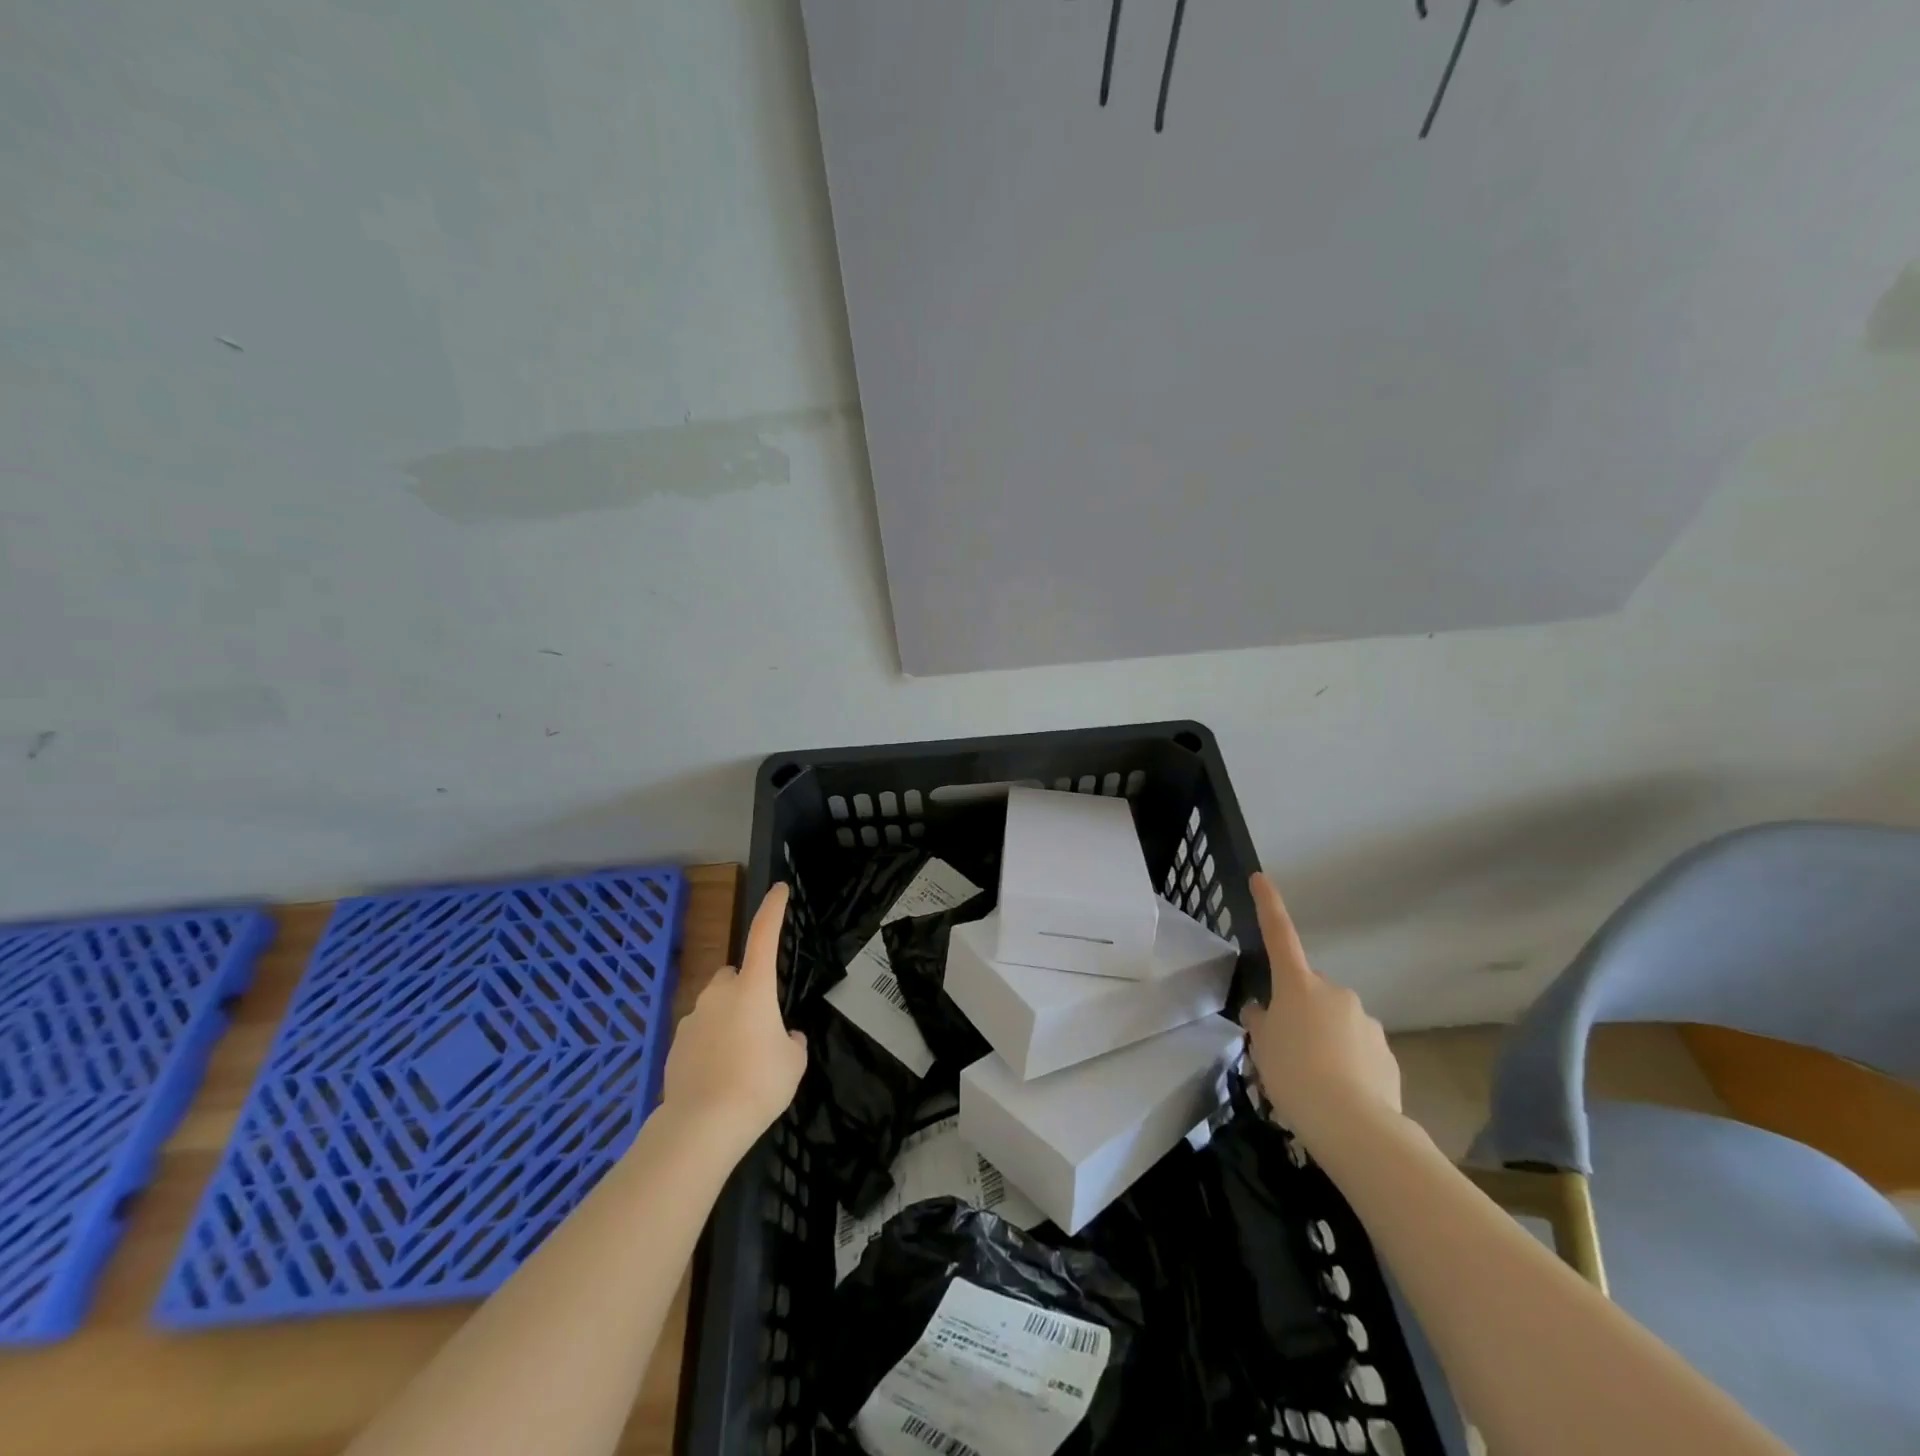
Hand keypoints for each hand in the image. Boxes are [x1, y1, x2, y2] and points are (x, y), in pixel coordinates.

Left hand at [660, 884, 807, 1146]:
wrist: (702, 1125)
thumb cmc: (758, 1083)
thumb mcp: (794, 1061)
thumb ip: (791, 1041)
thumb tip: (784, 1037)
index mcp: (753, 988)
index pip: (764, 935)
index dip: (773, 909)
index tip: (779, 889)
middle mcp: (719, 993)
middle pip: (735, 976)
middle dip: (746, 990)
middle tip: (761, 1025)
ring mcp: (692, 1017)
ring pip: (716, 1007)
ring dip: (728, 1021)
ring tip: (740, 1063)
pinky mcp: (674, 1044)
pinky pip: (699, 1034)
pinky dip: (710, 1046)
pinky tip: (718, 1077)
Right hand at [1240, 872, 1401, 1145]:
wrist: (1354, 1125)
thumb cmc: (1294, 1075)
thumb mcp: (1262, 1048)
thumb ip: (1262, 1023)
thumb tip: (1266, 1013)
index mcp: (1299, 985)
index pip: (1279, 935)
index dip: (1269, 905)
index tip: (1261, 878)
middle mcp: (1335, 992)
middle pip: (1309, 991)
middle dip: (1299, 1010)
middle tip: (1285, 1047)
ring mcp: (1365, 1020)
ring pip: (1335, 1022)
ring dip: (1323, 1039)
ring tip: (1313, 1079)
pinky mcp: (1386, 1052)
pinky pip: (1357, 1048)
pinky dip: (1346, 1062)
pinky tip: (1339, 1091)